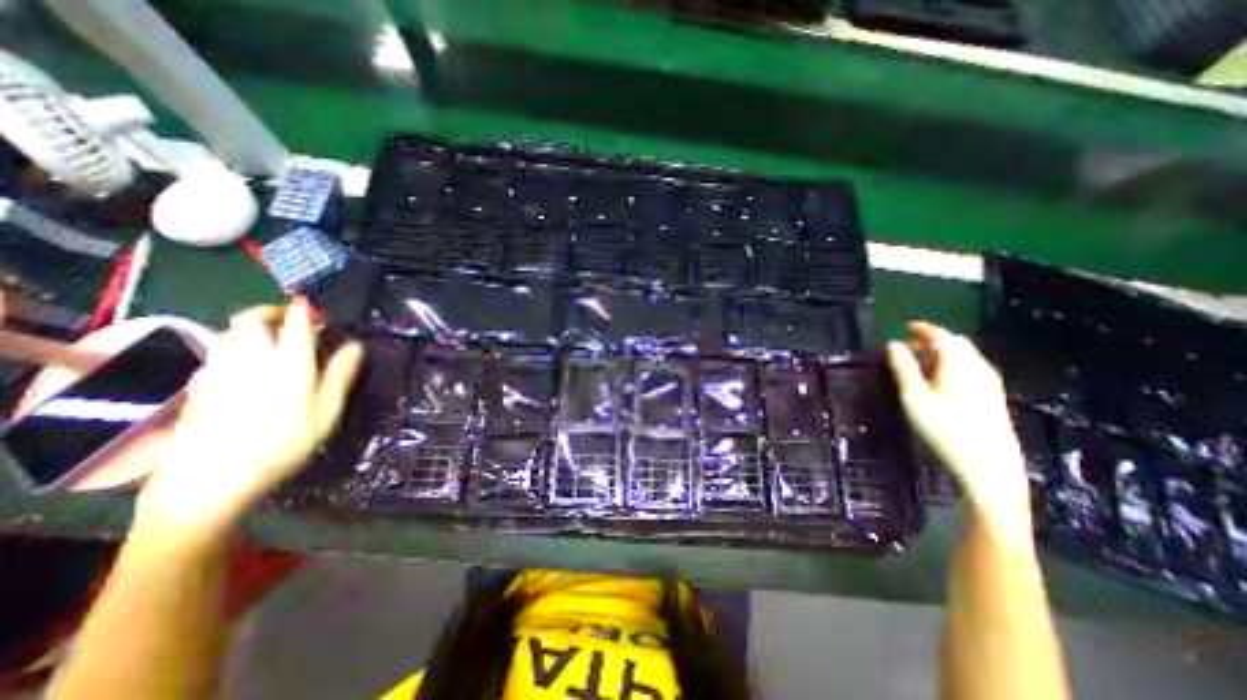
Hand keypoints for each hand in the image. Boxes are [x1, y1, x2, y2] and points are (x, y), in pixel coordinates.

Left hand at [140, 297, 365, 543]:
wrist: (211, 477)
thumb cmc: (284, 441)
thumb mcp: (327, 409)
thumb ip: (341, 374)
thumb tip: (356, 346)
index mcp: (288, 360)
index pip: (295, 323)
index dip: (303, 310)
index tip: (310, 305)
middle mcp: (250, 357)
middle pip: (250, 319)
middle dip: (270, 311)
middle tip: (288, 317)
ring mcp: (219, 369)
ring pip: (230, 332)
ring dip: (250, 327)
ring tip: (270, 338)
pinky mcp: (200, 385)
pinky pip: (218, 353)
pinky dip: (234, 347)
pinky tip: (245, 364)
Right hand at [893, 324, 1026, 530]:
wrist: (988, 465)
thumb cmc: (944, 427)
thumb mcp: (914, 396)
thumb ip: (903, 368)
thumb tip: (893, 344)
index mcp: (959, 363)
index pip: (941, 335)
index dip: (922, 328)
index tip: (904, 327)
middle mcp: (978, 366)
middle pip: (955, 343)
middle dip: (931, 340)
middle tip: (907, 347)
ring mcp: (989, 381)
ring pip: (964, 356)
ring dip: (941, 353)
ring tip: (919, 363)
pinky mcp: (992, 395)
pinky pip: (970, 368)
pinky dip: (951, 365)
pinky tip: (939, 379)